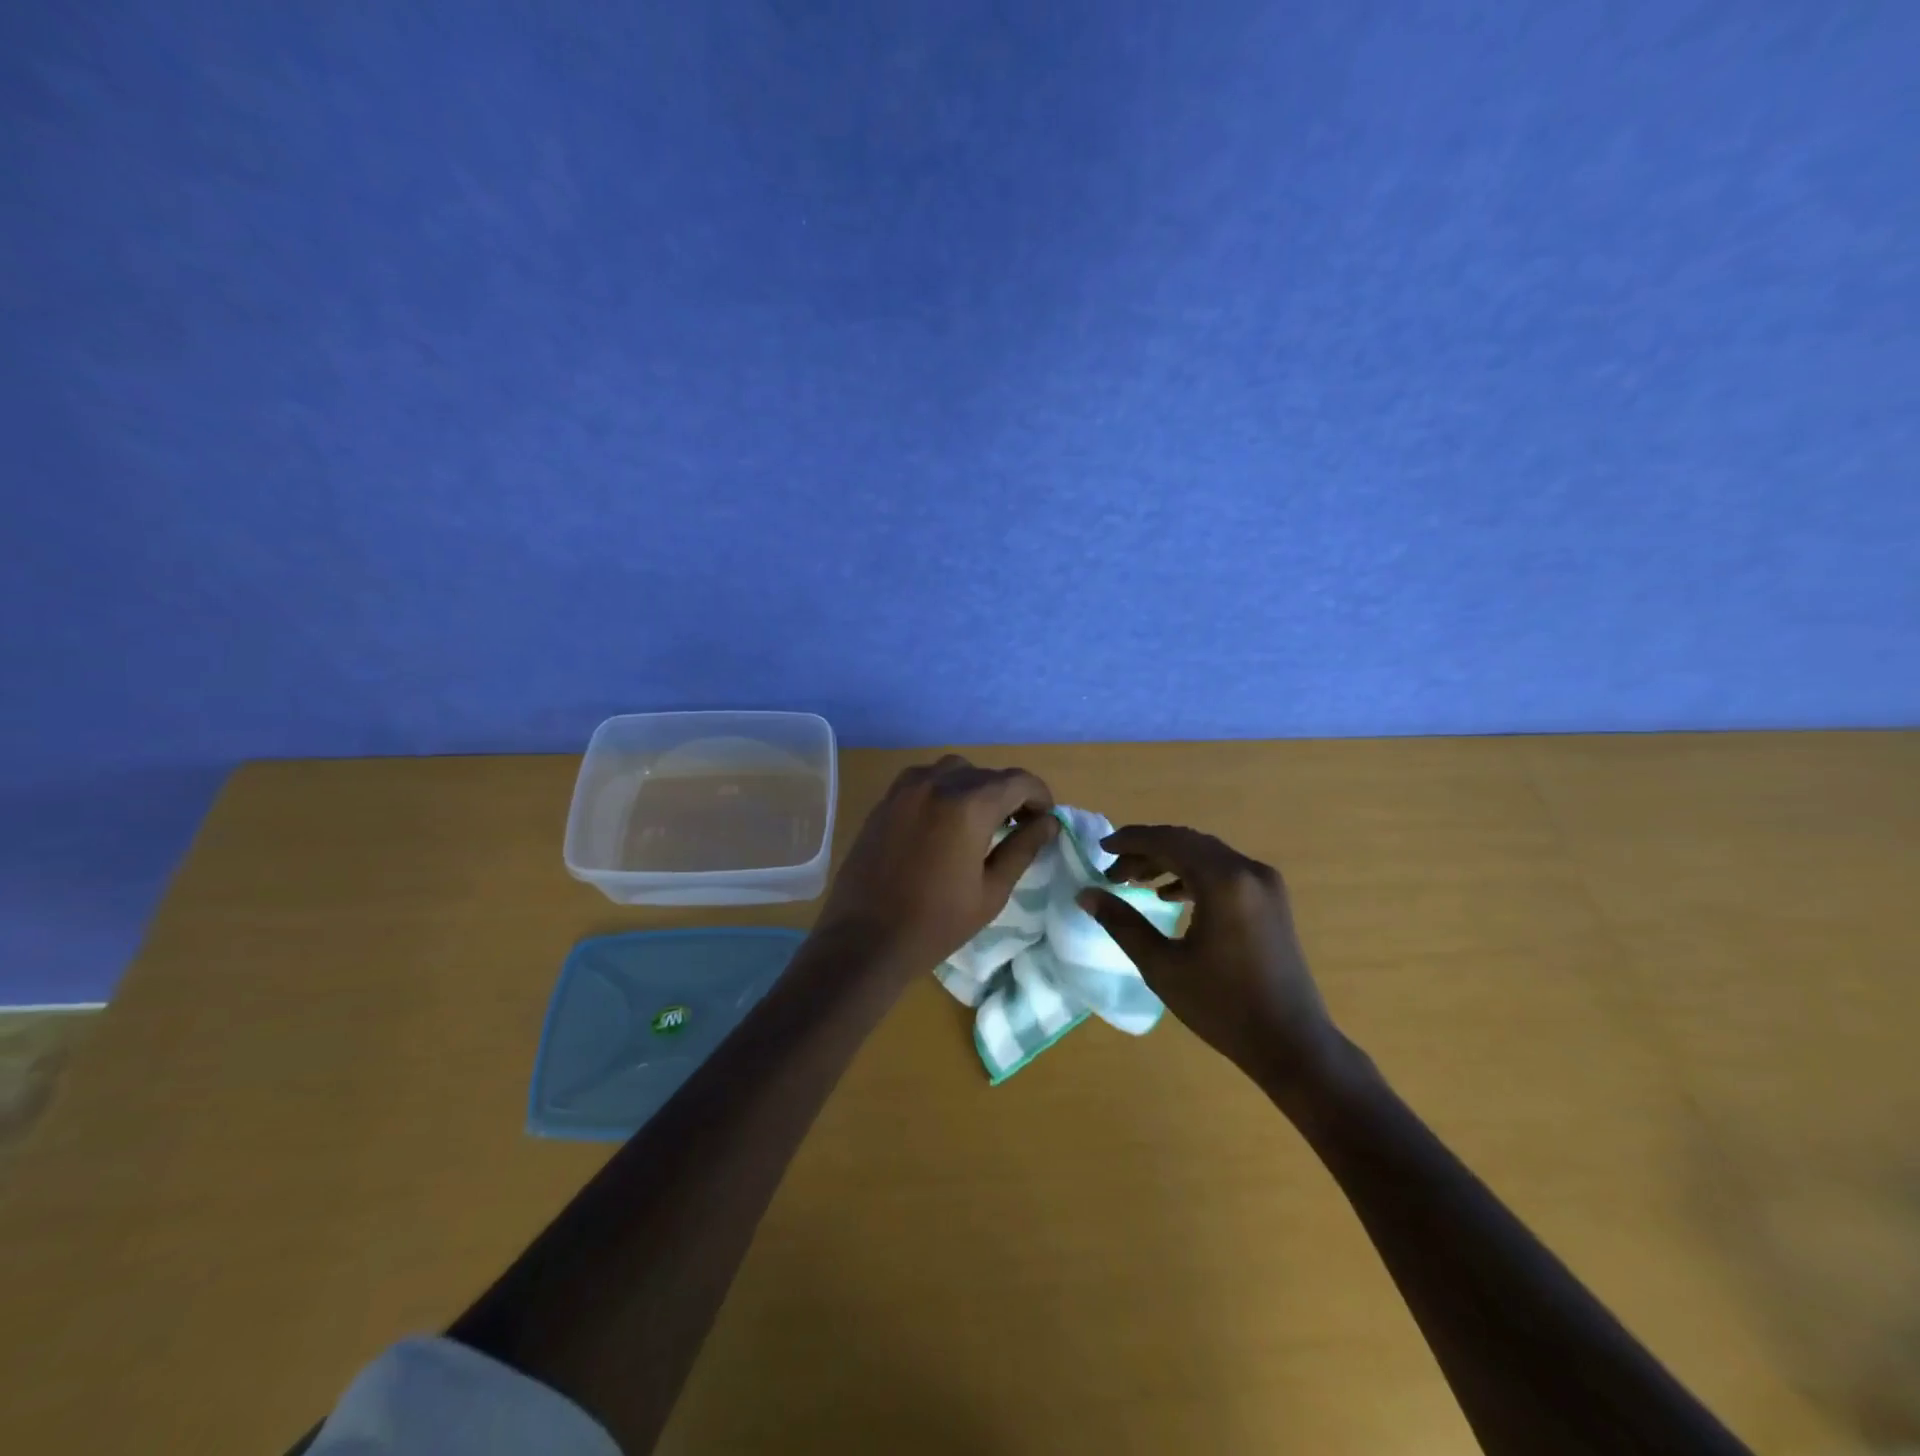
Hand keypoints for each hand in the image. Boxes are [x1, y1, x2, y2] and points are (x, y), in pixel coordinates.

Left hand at [813, 755, 1059, 976]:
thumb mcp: (991, 891)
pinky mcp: (885, 800)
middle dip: (1009, 794)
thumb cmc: (936, 923)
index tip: (1045, 819)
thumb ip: (1022, 849)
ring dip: (974, 787)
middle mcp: (937, 784)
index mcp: (968, 806)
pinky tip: (944, 820)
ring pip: (953, 769)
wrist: (865, 940)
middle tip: (1018, 826)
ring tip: (980, 820)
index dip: (1039, 796)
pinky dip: (943, 788)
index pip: (1017, 781)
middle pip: (986, 774)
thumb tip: (1048, 823)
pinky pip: (923, 779)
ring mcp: (906, 789)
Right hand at [1077, 825, 1341, 1085]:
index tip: (1101, 850)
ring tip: (1134, 881)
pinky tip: (1169, 897)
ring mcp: (1264, 883)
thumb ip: (1121, 923)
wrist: (1292, 1044)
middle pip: (1188, 843)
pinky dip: (1193, 875)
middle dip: (1147, 851)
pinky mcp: (1271, 900)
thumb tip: (1085, 894)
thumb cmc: (1222, 1007)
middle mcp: (1247, 870)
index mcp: (1223, 881)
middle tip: (1113, 871)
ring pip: (1206, 854)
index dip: (1131, 841)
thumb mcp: (1162, 966)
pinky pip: (1224, 871)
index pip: (1168, 842)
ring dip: (1169, 861)